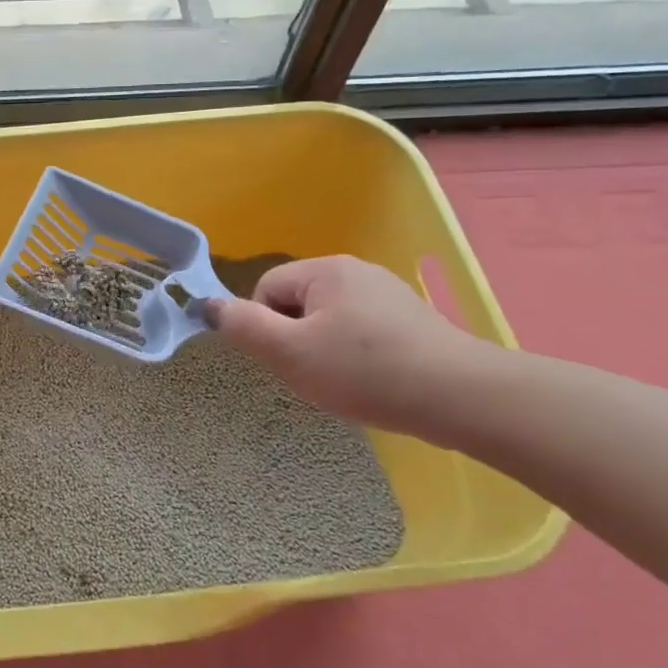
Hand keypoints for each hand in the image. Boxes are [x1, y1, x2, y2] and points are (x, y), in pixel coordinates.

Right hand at [204, 256, 494, 437]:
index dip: (265, 328)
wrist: (460, 397)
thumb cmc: (365, 372)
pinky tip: (372, 382)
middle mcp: (356, 271)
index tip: (287, 360)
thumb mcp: (290, 353)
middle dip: (295, 340)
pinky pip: (360, 332)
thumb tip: (207, 304)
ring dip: (324, 350)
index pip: (266, 290)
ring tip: (345, 383)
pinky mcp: (411, 320)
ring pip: (328, 320)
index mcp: (325, 270)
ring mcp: (387, 294)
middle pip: (296, 304)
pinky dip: (356, 356)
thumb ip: (243, 326)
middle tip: (314, 374)